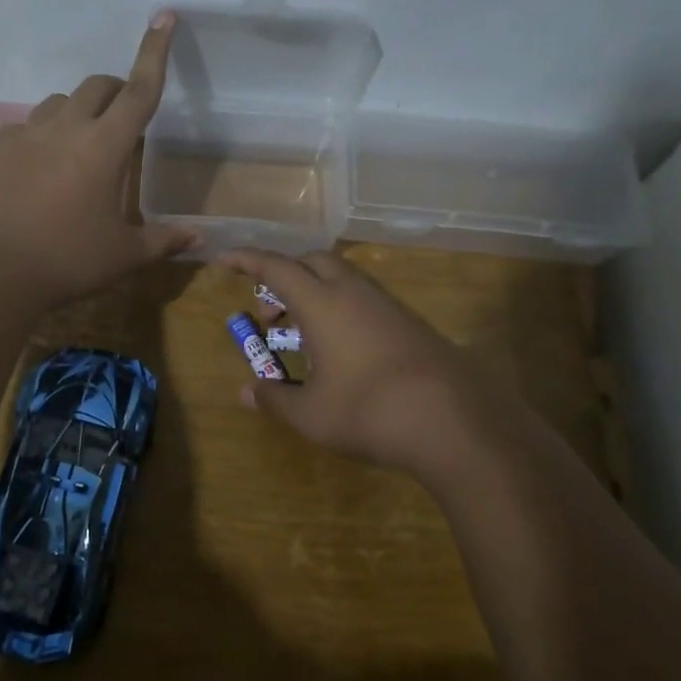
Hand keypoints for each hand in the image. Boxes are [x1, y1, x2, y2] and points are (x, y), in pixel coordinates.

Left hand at [0, 14, 197, 305]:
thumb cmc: (67, 259)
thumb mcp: (122, 255)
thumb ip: (161, 241)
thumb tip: (196, 239)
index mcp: (106, 146)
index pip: (140, 90)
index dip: (155, 53)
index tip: (163, 17)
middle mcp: (67, 127)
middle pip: (98, 86)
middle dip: (116, 91)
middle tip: (123, 120)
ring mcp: (27, 134)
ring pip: (58, 101)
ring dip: (77, 111)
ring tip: (79, 146)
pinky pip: (24, 126)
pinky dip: (39, 135)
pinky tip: (37, 165)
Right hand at [219, 248, 495, 480]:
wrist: (456, 422)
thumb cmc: (369, 412)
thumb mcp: (311, 414)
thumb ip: (274, 399)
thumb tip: (245, 392)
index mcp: (322, 303)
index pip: (275, 268)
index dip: (246, 260)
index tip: (224, 259)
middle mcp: (354, 293)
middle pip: (312, 262)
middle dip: (284, 277)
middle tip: (270, 315)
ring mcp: (388, 306)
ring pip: (343, 280)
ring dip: (315, 295)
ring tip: (304, 337)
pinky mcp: (411, 324)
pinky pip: (365, 301)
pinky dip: (342, 311)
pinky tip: (344, 352)